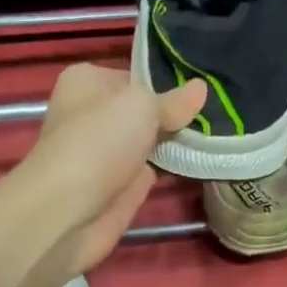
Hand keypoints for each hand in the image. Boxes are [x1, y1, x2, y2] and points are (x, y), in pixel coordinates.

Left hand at [15, 64, 206, 275]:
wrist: (68, 210)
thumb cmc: (99, 141)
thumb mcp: (142, 106)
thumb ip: (173, 101)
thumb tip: (201, 88)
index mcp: (87, 81)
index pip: (136, 77)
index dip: (167, 83)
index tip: (201, 91)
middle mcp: (94, 113)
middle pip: (145, 109)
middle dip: (176, 113)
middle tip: (216, 112)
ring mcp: (107, 151)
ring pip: (152, 139)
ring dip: (178, 141)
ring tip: (218, 134)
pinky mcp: (120, 184)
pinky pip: (155, 168)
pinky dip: (175, 167)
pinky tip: (205, 159)